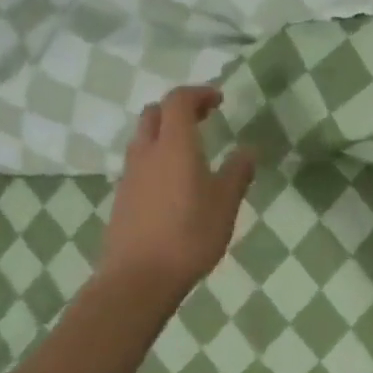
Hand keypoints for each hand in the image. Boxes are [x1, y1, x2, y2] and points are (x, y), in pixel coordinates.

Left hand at [98, 85, 255, 294]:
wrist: (138, 278)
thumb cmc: (189, 235)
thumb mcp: (225, 203)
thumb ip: (238, 172)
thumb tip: (248, 150)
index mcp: (175, 145)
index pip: (179, 100)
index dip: (199, 93)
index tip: (220, 99)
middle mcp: (148, 152)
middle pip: (155, 113)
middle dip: (180, 108)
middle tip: (205, 118)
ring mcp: (130, 175)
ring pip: (144, 138)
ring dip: (166, 132)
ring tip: (192, 149)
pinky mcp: (123, 197)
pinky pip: (140, 162)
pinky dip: (158, 157)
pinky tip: (176, 181)